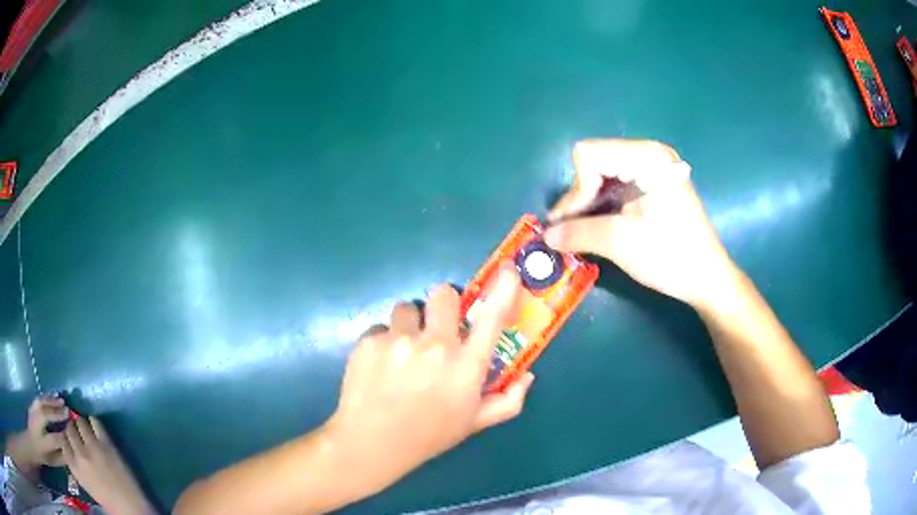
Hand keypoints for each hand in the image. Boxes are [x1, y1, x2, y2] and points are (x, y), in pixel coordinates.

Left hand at [6, 396, 69, 476]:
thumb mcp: (52, 459)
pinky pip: (38, 400)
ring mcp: (33, 411)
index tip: (74, 430)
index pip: (56, 437)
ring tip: (60, 398)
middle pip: (46, 413)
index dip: (65, 434)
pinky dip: (45, 397)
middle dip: (57, 411)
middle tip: (68, 409)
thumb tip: (70, 450)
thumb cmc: (43, 453)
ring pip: (41, 402)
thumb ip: (60, 456)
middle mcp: (37, 423)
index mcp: (44, 440)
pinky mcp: (31, 406)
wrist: (33, 442)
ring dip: (51, 400)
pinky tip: (49, 396)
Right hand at [62, 416, 154, 514]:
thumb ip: (75, 464)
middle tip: (78, 432)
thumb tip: (69, 447)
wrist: (129, 507)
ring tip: (86, 428)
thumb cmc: (107, 499)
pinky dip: (94, 421)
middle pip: (69, 428)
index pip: (62, 439)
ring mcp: (92, 446)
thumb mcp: (84, 482)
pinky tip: (95, 426)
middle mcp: (79, 453)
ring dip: (82, 423)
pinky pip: (95, 422)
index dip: (65, 435)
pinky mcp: (106, 443)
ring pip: (80, 421)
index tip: (69, 437)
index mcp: (73, 466)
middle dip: (73, 428)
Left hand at [324, 267, 534, 495]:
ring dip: (408, 325)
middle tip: (434, 327)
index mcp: (467, 366)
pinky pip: (380, 328)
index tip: (508, 271)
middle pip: (443, 294)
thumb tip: (527, 375)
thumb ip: (508, 400)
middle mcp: (436, 345)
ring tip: (401, 352)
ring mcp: (400, 340)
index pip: (492, 318)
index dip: (503, 290)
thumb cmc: (429, 435)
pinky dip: (382, 342)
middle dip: (442, 306)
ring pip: (407, 308)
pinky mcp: (369, 341)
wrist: (372, 442)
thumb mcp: (474, 423)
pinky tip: (379, 367)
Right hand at [545, 139, 737, 308]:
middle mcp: (649, 153)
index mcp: (647, 157)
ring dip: (588, 202)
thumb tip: (544, 236)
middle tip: (570, 229)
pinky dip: (602, 204)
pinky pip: (616, 183)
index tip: (574, 224)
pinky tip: (597, 225)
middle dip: (580, 196)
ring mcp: (653, 167)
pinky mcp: (653, 183)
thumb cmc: (669, 257)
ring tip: (579, 230)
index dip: (577, 189)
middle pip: (594, 161)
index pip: (589, 155)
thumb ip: (577, 233)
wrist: (706, 278)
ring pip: (602, 173)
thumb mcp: (619, 243)